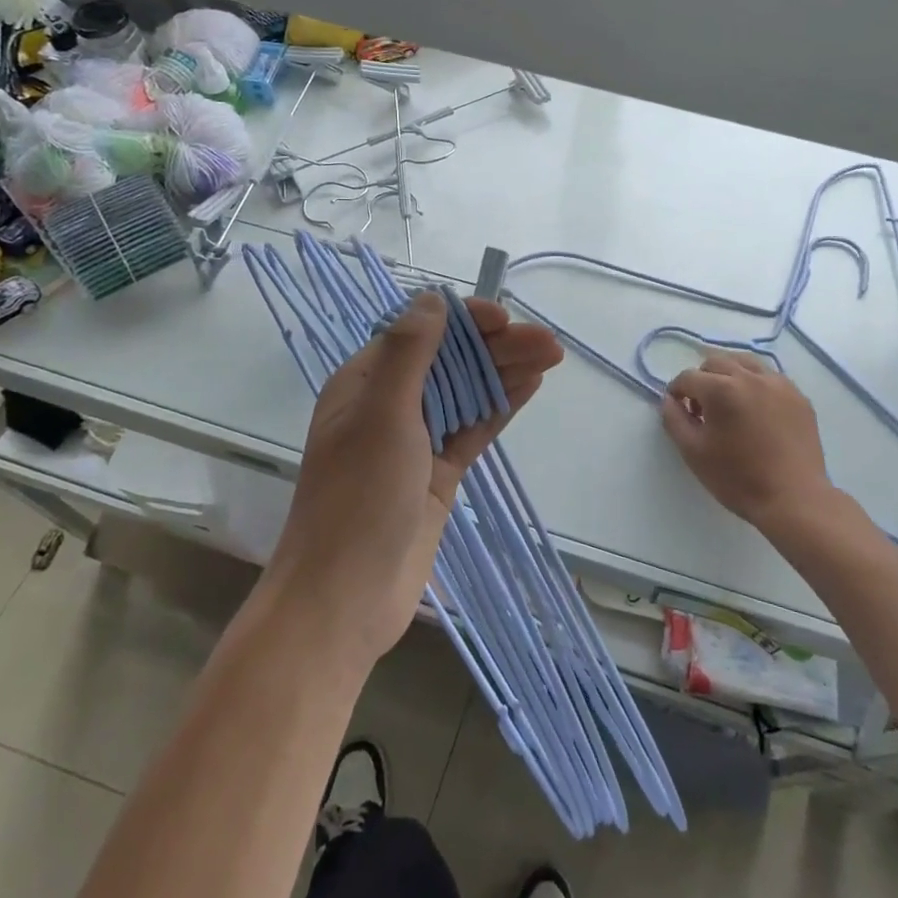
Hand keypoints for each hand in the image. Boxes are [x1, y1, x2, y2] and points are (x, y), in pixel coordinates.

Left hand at [268, 290, 563, 670]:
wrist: (344, 599)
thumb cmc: (358, 499)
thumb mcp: (381, 416)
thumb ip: (409, 354)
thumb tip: (431, 299)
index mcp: (365, 383)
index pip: (420, 334)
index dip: (463, 321)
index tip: (503, 319)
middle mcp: (390, 405)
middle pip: (450, 362)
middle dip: (497, 347)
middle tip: (549, 342)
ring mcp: (416, 441)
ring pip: (467, 393)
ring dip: (506, 372)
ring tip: (552, 356)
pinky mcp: (438, 473)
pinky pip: (473, 428)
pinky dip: (500, 407)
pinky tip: (530, 386)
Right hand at [659, 352, 832, 530]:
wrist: (794, 499)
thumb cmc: (738, 478)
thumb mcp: (693, 453)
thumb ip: (674, 420)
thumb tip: (669, 400)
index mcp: (721, 389)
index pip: (688, 377)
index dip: (677, 391)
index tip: (678, 409)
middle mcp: (750, 377)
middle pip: (716, 362)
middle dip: (702, 379)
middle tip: (702, 408)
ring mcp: (778, 384)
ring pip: (746, 362)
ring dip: (729, 375)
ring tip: (729, 402)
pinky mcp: (798, 396)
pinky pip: (769, 377)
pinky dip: (755, 384)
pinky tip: (756, 410)